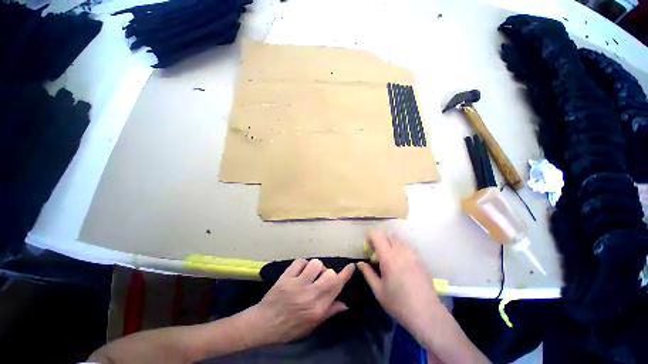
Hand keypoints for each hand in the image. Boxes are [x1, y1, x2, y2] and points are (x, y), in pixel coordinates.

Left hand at [241, 259, 353, 345]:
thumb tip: (346, 304)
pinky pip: (300, 261)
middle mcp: (309, 295)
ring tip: (309, 274)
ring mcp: (297, 285)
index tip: (351, 266)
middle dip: (328, 272)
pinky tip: (299, 271)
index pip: (336, 288)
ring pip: (315, 264)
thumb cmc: (290, 328)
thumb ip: (329, 312)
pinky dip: (302, 264)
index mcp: (318, 309)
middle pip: (328, 273)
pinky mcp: (286, 277)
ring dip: (315, 267)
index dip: (345, 275)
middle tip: (321, 278)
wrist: (264, 324)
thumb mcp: (312, 325)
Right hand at [357, 231, 441, 342]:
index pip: (377, 235)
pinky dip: (399, 249)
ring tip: (388, 260)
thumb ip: (367, 273)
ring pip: (397, 239)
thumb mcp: (378, 290)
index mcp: (389, 257)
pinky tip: (400, 265)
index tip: (368, 249)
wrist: (427, 314)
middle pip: (387, 234)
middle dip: (379, 240)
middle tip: (376, 255)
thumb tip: (359, 263)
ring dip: (389, 244)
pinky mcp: (420, 259)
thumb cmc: (399, 304)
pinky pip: (406, 246)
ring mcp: (413, 254)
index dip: (370, 237)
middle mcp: (401, 251)